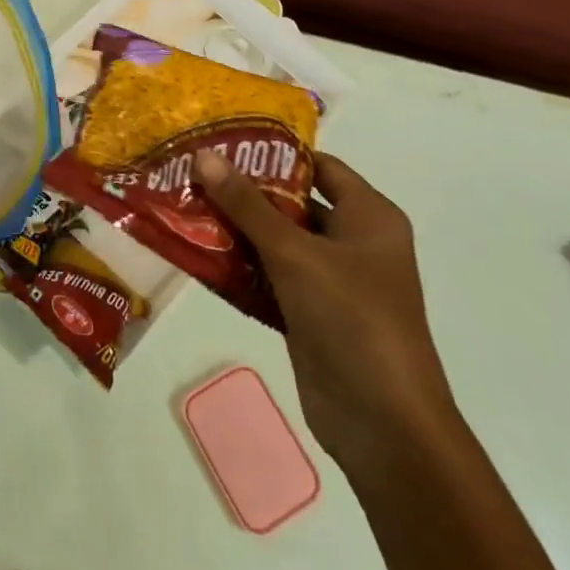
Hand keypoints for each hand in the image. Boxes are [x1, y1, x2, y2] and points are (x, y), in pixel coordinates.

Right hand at [197, 149, 457, 464]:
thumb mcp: (295, 254)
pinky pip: (271, 277)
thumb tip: (203, 155)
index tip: (223, 143)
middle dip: (244, 191)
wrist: (385, 426)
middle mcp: (354, 242)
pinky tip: (198, 254)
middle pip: (293, 203)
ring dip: (236, 229)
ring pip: (277, 241)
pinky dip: (240, 267)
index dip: (273, 154)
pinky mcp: (311, 314)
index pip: (318, 166)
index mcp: (369, 217)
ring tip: (185, 206)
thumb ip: (247, 204)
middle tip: (192, 173)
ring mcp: (333, 281)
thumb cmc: (352, 320)